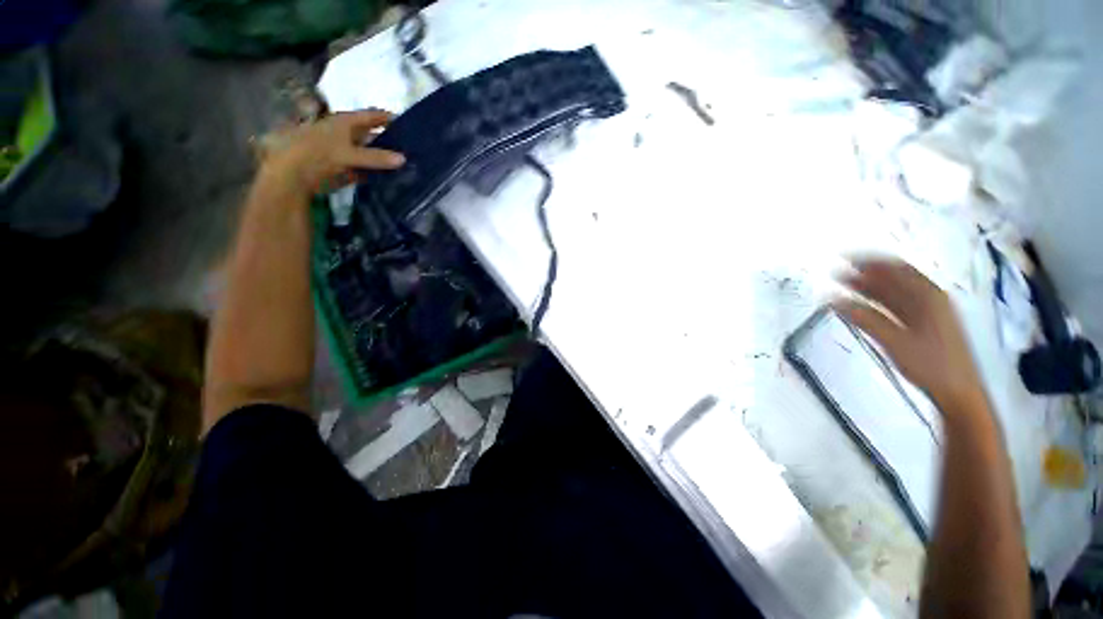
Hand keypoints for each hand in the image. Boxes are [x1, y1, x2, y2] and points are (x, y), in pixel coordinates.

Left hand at [258, 109, 405, 198]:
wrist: (292, 174)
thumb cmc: (317, 154)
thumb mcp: (349, 154)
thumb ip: (376, 157)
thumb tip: (404, 159)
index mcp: (344, 122)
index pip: (370, 116)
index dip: (386, 118)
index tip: (405, 122)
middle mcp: (345, 133)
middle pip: (370, 134)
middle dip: (388, 140)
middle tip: (409, 147)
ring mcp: (343, 151)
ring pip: (368, 152)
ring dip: (383, 158)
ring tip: (404, 164)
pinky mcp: (343, 168)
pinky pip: (365, 168)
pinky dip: (375, 172)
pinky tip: (388, 177)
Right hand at [834, 258, 984, 411]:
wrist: (959, 392)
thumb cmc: (931, 364)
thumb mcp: (896, 342)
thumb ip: (865, 319)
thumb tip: (834, 300)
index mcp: (928, 296)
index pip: (896, 268)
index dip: (870, 261)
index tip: (844, 259)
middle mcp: (929, 298)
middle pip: (895, 279)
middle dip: (866, 274)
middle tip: (837, 274)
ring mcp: (928, 312)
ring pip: (895, 292)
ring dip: (870, 288)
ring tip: (843, 286)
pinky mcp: (924, 325)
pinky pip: (897, 305)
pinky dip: (878, 302)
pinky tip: (862, 305)